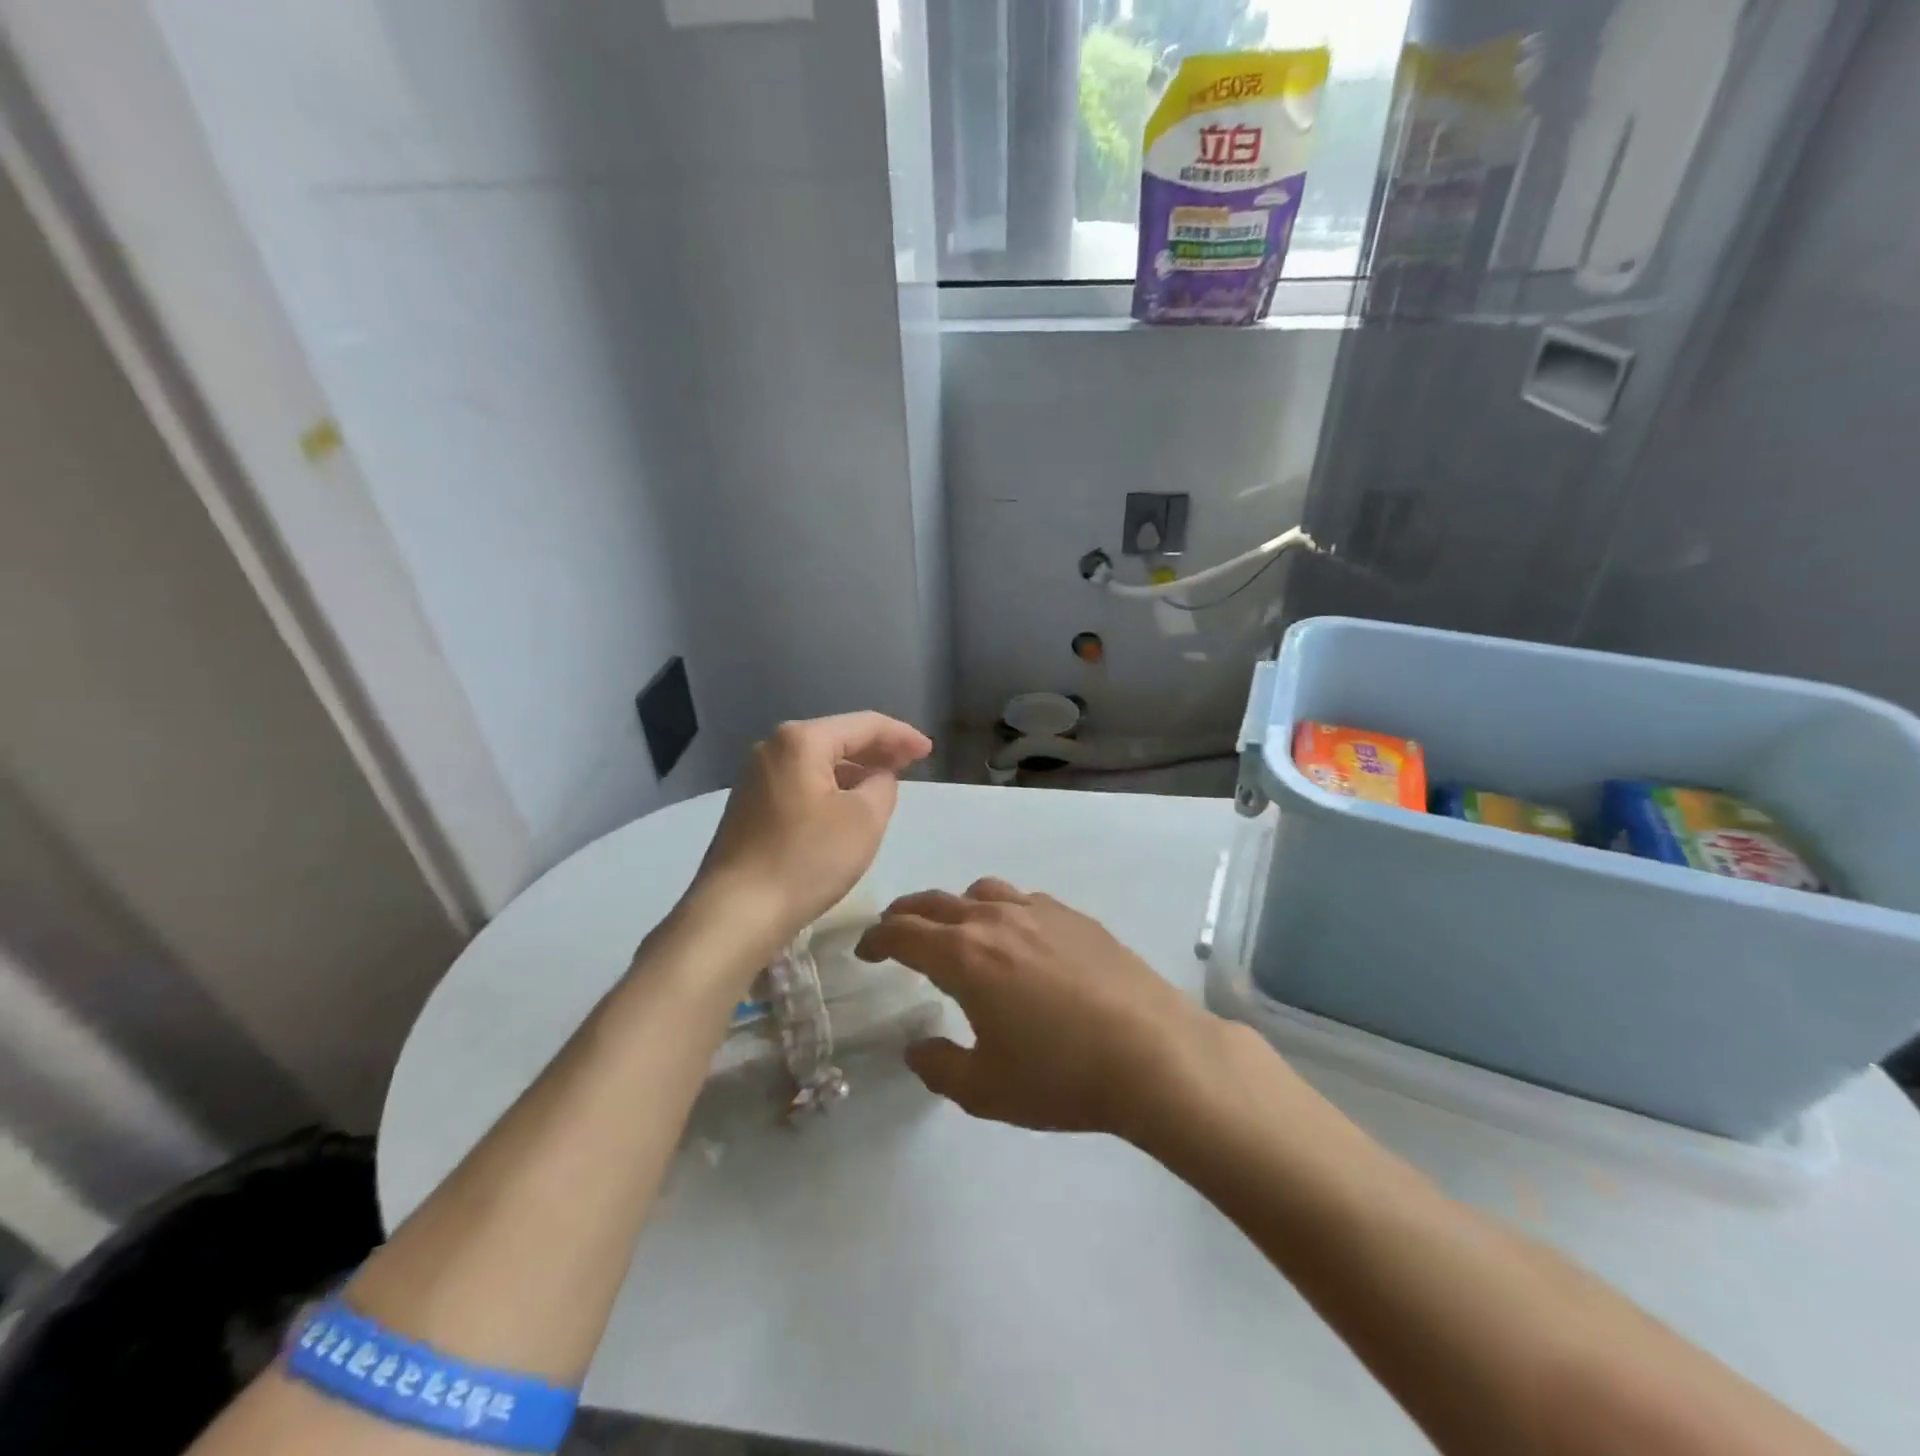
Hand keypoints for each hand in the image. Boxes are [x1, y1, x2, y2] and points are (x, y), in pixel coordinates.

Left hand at [689, 713, 931, 957]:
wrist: (735, 913)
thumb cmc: (806, 860)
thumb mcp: (865, 820)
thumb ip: (884, 785)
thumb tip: (878, 777)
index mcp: (801, 741)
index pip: (864, 724)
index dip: (901, 735)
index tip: (929, 751)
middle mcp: (772, 748)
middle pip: (837, 738)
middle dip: (877, 750)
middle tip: (912, 764)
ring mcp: (755, 778)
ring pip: (818, 762)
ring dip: (854, 770)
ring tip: (883, 784)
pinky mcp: (748, 806)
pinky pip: (801, 783)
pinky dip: (830, 787)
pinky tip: (845, 806)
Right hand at [856, 878, 1224, 1138]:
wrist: (1153, 1053)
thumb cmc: (1061, 1076)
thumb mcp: (986, 1090)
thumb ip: (939, 1067)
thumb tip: (916, 1048)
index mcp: (964, 956)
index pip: (903, 933)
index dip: (877, 939)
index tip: (865, 951)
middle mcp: (995, 920)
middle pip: (936, 902)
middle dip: (907, 915)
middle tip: (895, 933)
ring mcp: (1039, 911)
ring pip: (981, 892)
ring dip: (955, 908)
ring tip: (957, 932)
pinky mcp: (1075, 916)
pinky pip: (1023, 900)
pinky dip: (1002, 911)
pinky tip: (1017, 940)